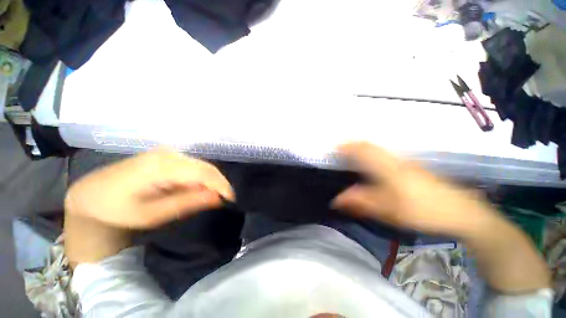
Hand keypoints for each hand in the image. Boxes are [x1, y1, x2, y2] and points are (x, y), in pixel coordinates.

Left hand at [65, 148, 233, 228]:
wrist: (91, 195)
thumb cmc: (116, 209)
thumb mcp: (152, 214)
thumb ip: (187, 203)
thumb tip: (217, 197)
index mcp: (162, 165)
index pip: (204, 172)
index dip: (222, 185)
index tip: (231, 200)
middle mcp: (169, 153)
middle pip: (205, 167)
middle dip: (217, 184)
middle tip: (221, 201)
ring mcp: (168, 153)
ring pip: (201, 167)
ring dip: (209, 183)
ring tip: (207, 198)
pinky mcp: (168, 156)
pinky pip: (193, 167)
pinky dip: (199, 180)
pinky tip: (194, 190)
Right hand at [332, 142, 496, 237]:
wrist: (459, 211)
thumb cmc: (421, 210)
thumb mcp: (387, 210)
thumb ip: (360, 202)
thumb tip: (336, 200)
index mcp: (386, 167)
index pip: (361, 150)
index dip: (346, 147)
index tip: (334, 148)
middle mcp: (393, 159)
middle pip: (368, 145)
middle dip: (352, 144)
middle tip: (339, 149)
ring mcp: (403, 161)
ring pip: (377, 148)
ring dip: (361, 147)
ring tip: (350, 153)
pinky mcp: (409, 165)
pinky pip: (384, 153)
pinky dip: (372, 152)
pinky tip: (369, 161)